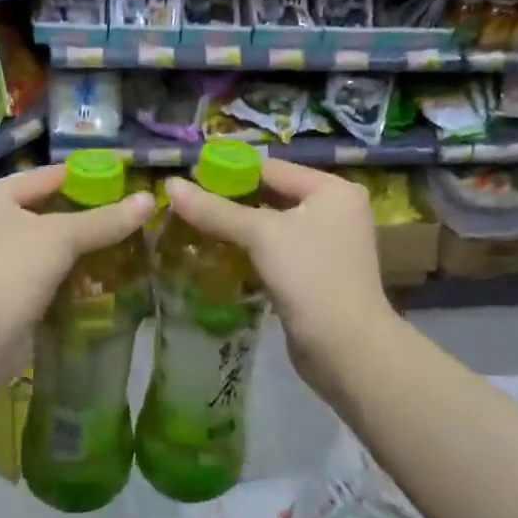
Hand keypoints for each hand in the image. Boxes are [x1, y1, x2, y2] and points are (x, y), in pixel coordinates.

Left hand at [0, 166, 153, 403]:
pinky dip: (56, 274)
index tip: (117, 181)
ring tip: (109, 246)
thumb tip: (149, 200)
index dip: (81, 177)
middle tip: (117, 215)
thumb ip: (105, 219)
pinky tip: (86, 278)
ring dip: (67, 248)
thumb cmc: (12, 270)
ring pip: (35, 245)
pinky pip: (31, 274)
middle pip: (38, 211)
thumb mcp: (63, 237)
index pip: (43, 176)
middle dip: (76, 216)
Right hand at [163, 160, 393, 401]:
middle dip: (231, 202)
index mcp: (332, 189)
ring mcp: (327, 245)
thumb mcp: (260, 235)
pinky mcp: (315, 275)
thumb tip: (171, 185)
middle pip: (271, 196)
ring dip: (237, 228)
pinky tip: (218, 255)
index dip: (230, 171)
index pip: (271, 168)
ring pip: (271, 227)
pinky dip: (250, 252)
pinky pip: (275, 252)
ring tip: (194, 227)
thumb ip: (215, 210)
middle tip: (188, 204)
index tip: (190, 177)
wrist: (346, 348)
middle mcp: (334, 211)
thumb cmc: (309, 276)